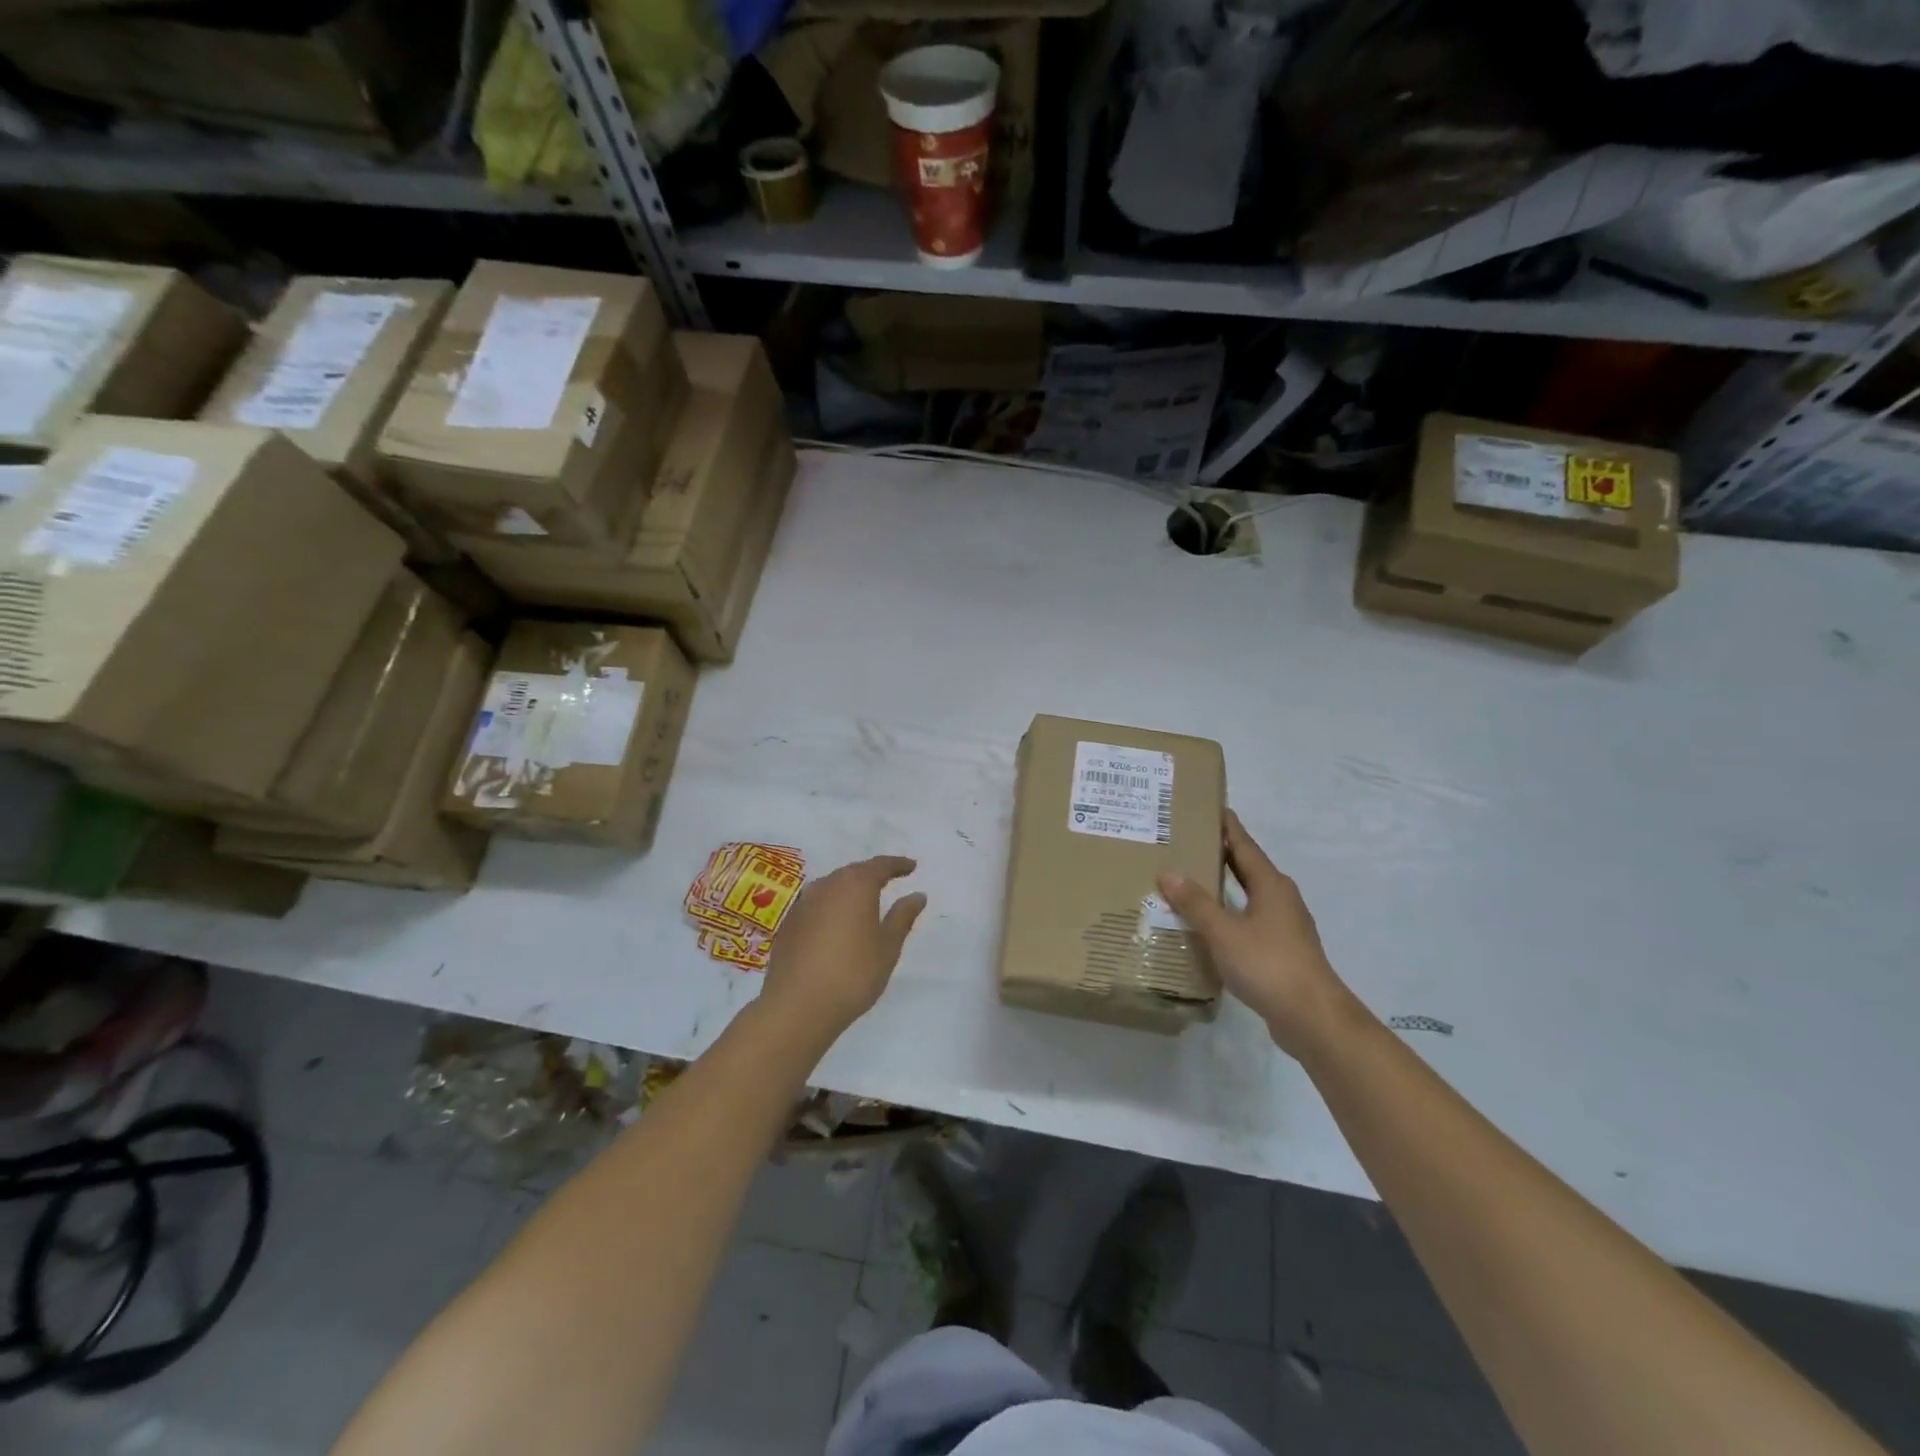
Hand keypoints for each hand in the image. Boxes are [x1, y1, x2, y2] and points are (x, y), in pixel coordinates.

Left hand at [760, 855, 926, 1037]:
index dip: (897, 865)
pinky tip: (836, 925)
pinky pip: (815, 905)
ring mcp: (803, 904)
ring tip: (863, 902)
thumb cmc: (853, 974)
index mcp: (855, 885)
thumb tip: (917, 895)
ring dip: (849, 890)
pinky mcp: (788, 924)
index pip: (880, 865)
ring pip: (831, 887)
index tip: (911, 867)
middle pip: (853, 872)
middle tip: (888, 881)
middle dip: (871, 874)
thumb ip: (902, 917)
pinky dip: (830, 908)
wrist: (797, 1006)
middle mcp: (826, 886)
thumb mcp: (887, 947)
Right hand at [1156, 811, 1355, 1059]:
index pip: (1244, 844)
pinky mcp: (1281, 949)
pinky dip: (1228, 912)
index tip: (1209, 805)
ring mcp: (1284, 925)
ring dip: (1223, 884)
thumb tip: (1168, 872)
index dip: (1227, 825)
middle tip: (1187, 840)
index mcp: (1271, 885)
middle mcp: (1280, 898)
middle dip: (1220, 852)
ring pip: (1248, 894)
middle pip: (1247, 866)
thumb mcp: (1224, 932)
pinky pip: (1249, 919)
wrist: (1313, 1018)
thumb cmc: (1269, 965)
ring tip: (1189, 878)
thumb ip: (1195, 903)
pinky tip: (1208, 923)